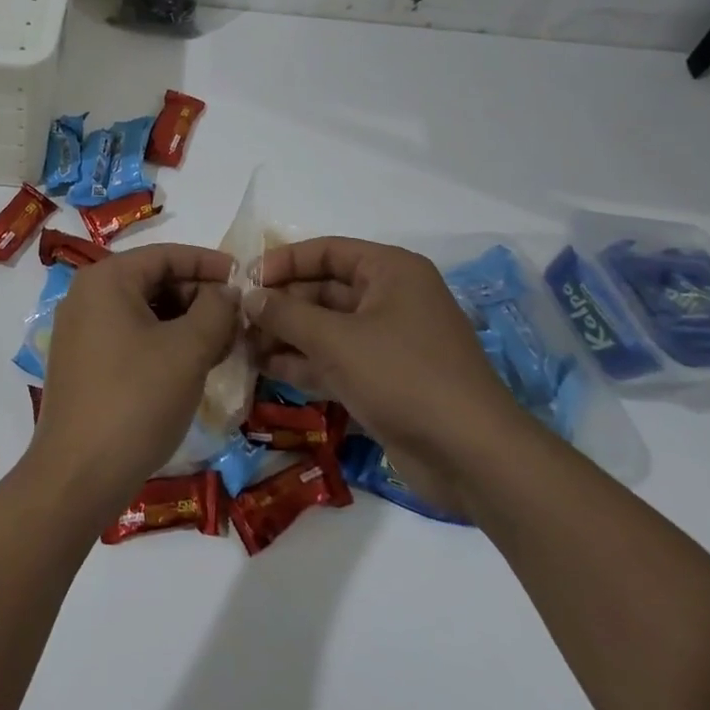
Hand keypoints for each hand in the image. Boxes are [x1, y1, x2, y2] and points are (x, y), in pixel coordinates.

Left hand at [26, 243, 236, 523]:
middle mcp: (86, 295)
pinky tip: (190, 367)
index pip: (166, 255)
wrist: (77, 476)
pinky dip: (162, 343)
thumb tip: (228, 291)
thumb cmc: (136, 401)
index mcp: (106, 279)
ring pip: (143, 312)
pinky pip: (129, 337)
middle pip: (153, 281)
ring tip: (221, 347)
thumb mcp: (187, 351)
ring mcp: (79, 331)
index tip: (246, 279)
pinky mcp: (81, 363)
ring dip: (184, 323)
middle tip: (237, 322)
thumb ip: (216, 310)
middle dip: (198, 297)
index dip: (209, 263)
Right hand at [247, 237, 529, 514]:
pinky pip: (336, 360)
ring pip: (326, 328)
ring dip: (286, 335)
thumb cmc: (404, 376)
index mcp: (390, 272)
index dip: (284, 262)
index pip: (326, 252)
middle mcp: (390, 299)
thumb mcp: (337, 340)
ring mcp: (388, 342)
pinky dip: (304, 363)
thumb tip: (248, 297)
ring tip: (241, 345)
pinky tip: (265, 369)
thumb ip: (286, 314)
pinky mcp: (385, 380)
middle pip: (323, 290)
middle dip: (281, 304)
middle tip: (237, 319)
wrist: (473, 457)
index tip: (246, 280)